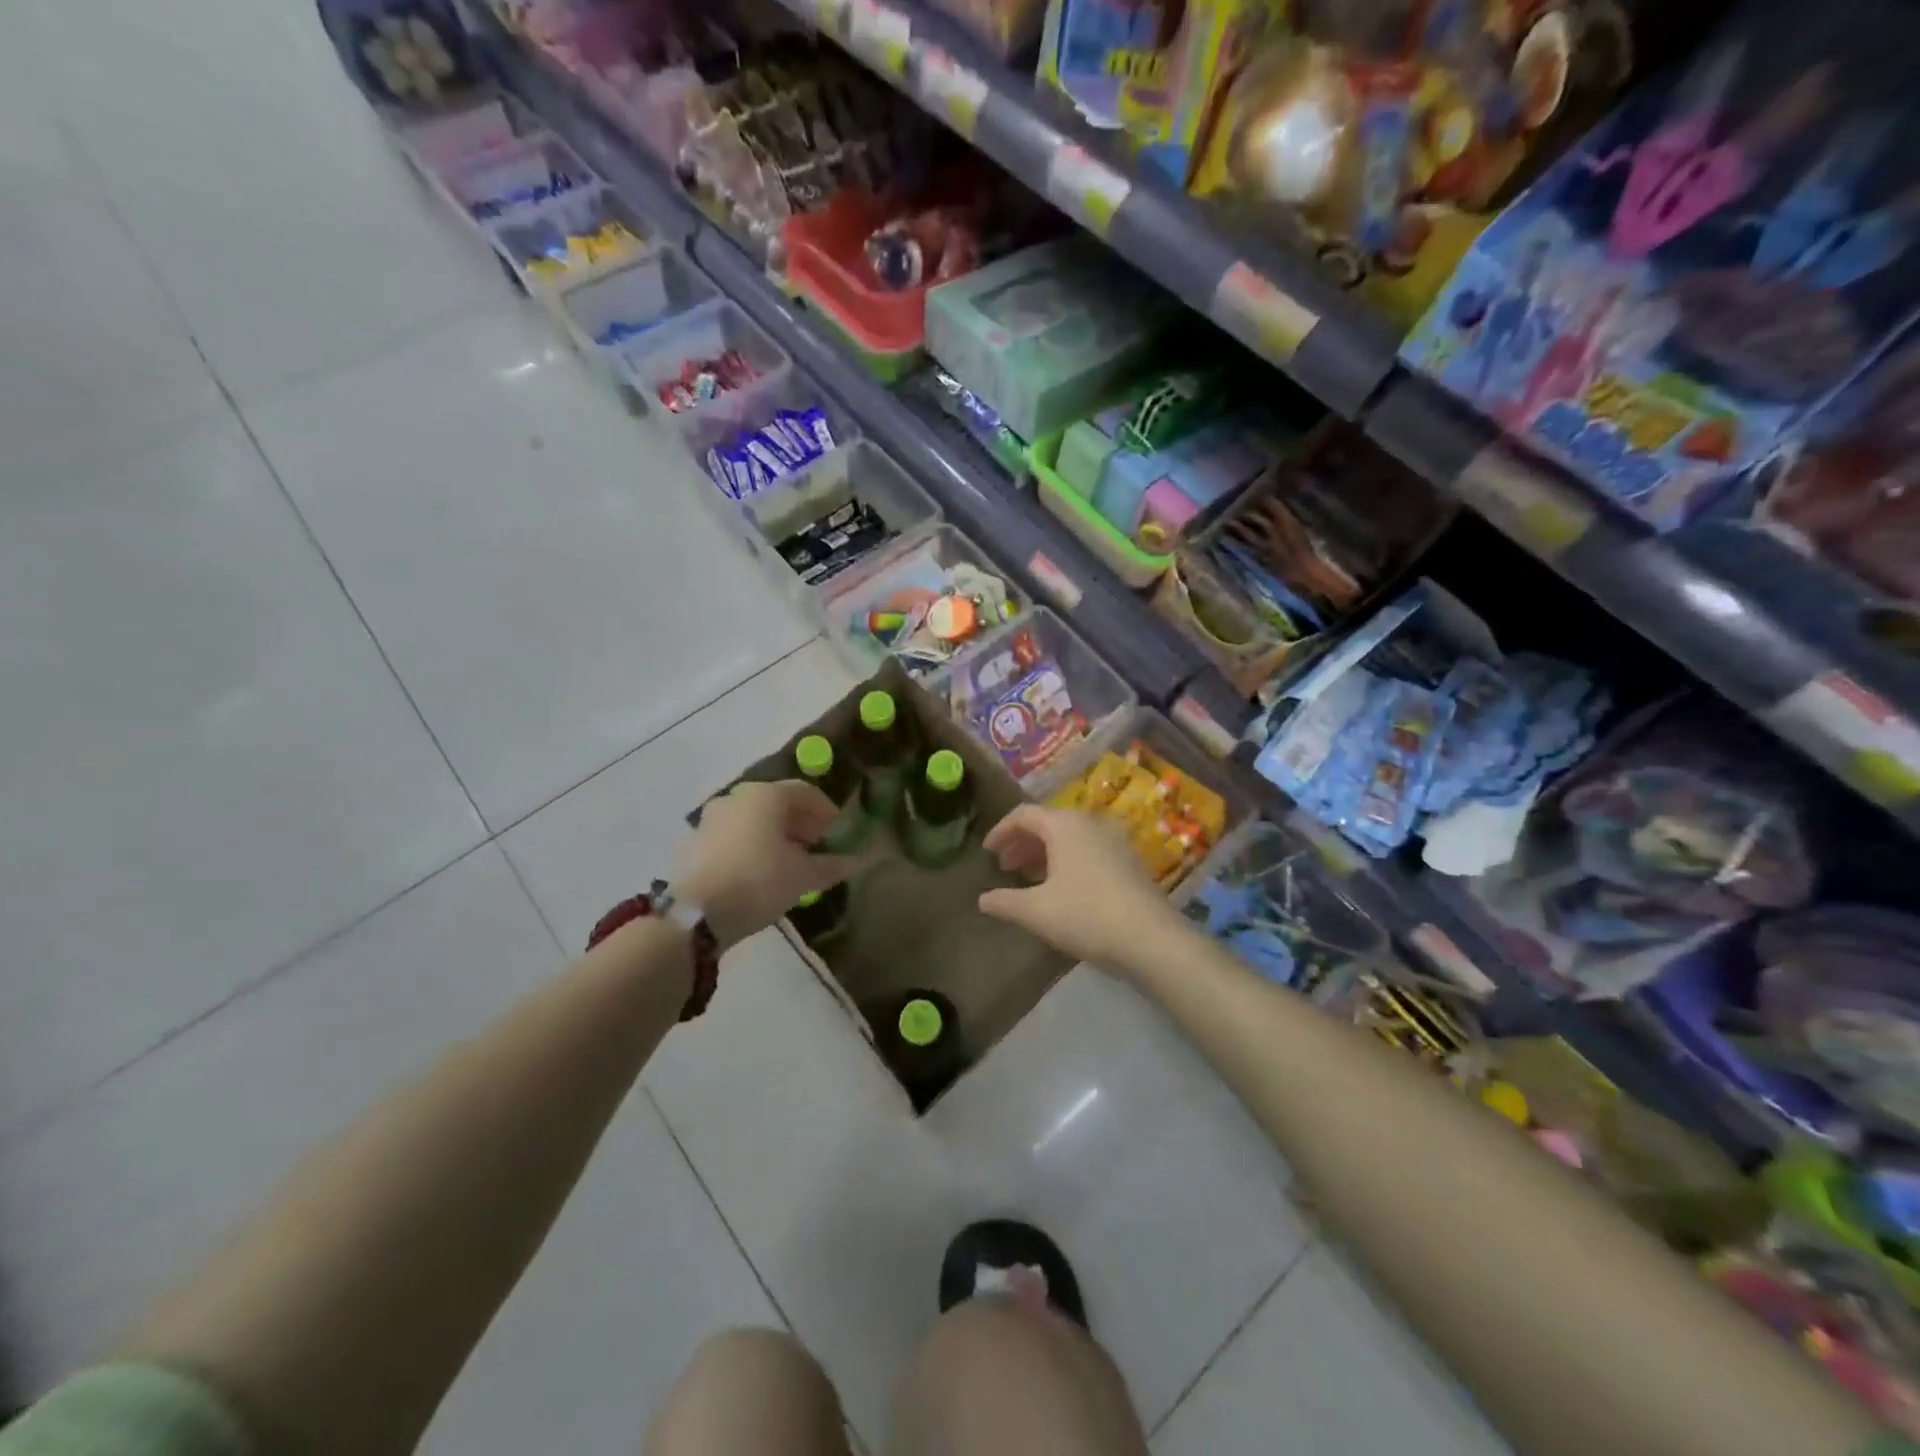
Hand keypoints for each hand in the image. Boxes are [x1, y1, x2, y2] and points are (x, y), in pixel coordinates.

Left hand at [676, 780, 860, 952]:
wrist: (695, 915)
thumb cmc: (759, 882)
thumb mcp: (804, 876)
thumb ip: (833, 865)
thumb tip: (857, 861)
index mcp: (766, 795)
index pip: (805, 792)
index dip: (826, 811)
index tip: (838, 833)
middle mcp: (736, 798)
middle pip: (777, 804)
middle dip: (801, 823)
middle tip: (816, 848)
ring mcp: (711, 819)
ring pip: (753, 820)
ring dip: (775, 836)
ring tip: (789, 864)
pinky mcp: (694, 843)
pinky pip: (733, 837)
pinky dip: (751, 846)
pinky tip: (759, 873)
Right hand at [976, 805, 1183, 972]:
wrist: (1152, 938)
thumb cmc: (1087, 915)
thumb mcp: (1037, 911)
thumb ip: (1005, 902)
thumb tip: (982, 899)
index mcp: (1064, 825)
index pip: (1024, 814)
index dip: (1001, 831)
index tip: (986, 852)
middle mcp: (1090, 823)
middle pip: (1048, 823)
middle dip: (1022, 843)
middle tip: (1005, 867)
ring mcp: (1114, 840)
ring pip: (1070, 837)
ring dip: (1044, 853)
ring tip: (1029, 878)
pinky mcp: (1129, 861)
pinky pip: (1088, 850)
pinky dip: (1067, 861)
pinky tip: (1062, 889)